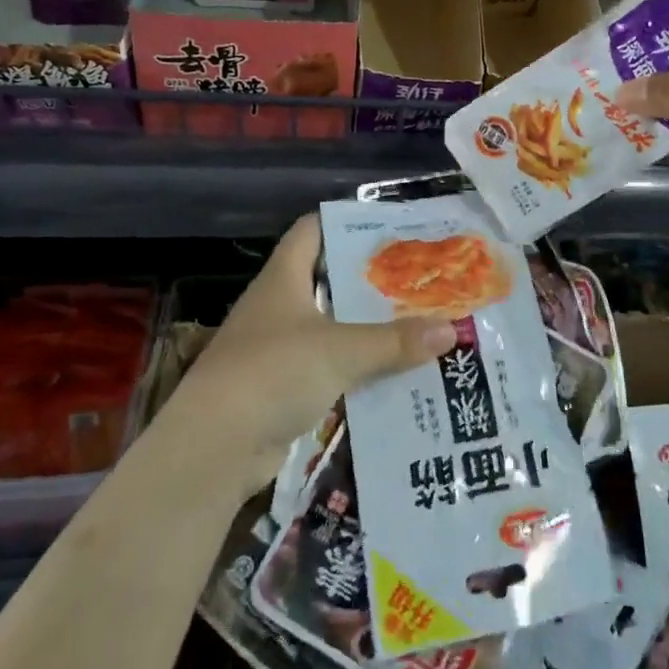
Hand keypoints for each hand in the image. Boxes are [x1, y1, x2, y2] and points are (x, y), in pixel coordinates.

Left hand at [176, 215, 455, 498]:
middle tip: (419, 278)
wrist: (216, 447)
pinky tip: (393, 373)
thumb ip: (395, 341)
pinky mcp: (282, 389)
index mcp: (282, 279)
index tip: (388, 225)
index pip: (310, 231)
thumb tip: (453, 329)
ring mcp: (276, 350)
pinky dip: (357, 370)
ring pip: (331, 328)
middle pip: (327, 281)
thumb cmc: (273, 373)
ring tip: (418, 323)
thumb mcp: (340, 350)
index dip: (343, 221)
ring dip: (367, 329)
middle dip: (370, 281)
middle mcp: (277, 307)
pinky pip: (329, 369)